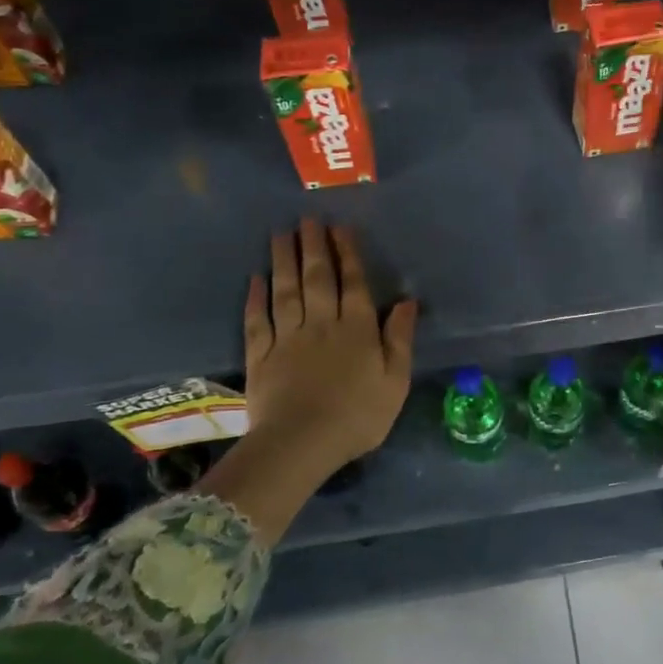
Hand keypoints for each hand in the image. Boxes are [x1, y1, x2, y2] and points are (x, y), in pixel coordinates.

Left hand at [243, 221, 416, 477]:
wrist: (301, 444)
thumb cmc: (358, 416)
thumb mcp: (395, 381)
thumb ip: (400, 339)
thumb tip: (408, 302)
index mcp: (357, 329)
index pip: (353, 283)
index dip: (348, 254)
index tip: (340, 228)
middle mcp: (322, 324)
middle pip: (317, 278)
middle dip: (314, 246)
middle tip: (307, 219)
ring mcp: (288, 337)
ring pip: (286, 290)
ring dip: (284, 260)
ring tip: (281, 234)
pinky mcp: (261, 355)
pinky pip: (258, 320)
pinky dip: (255, 298)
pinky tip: (255, 279)